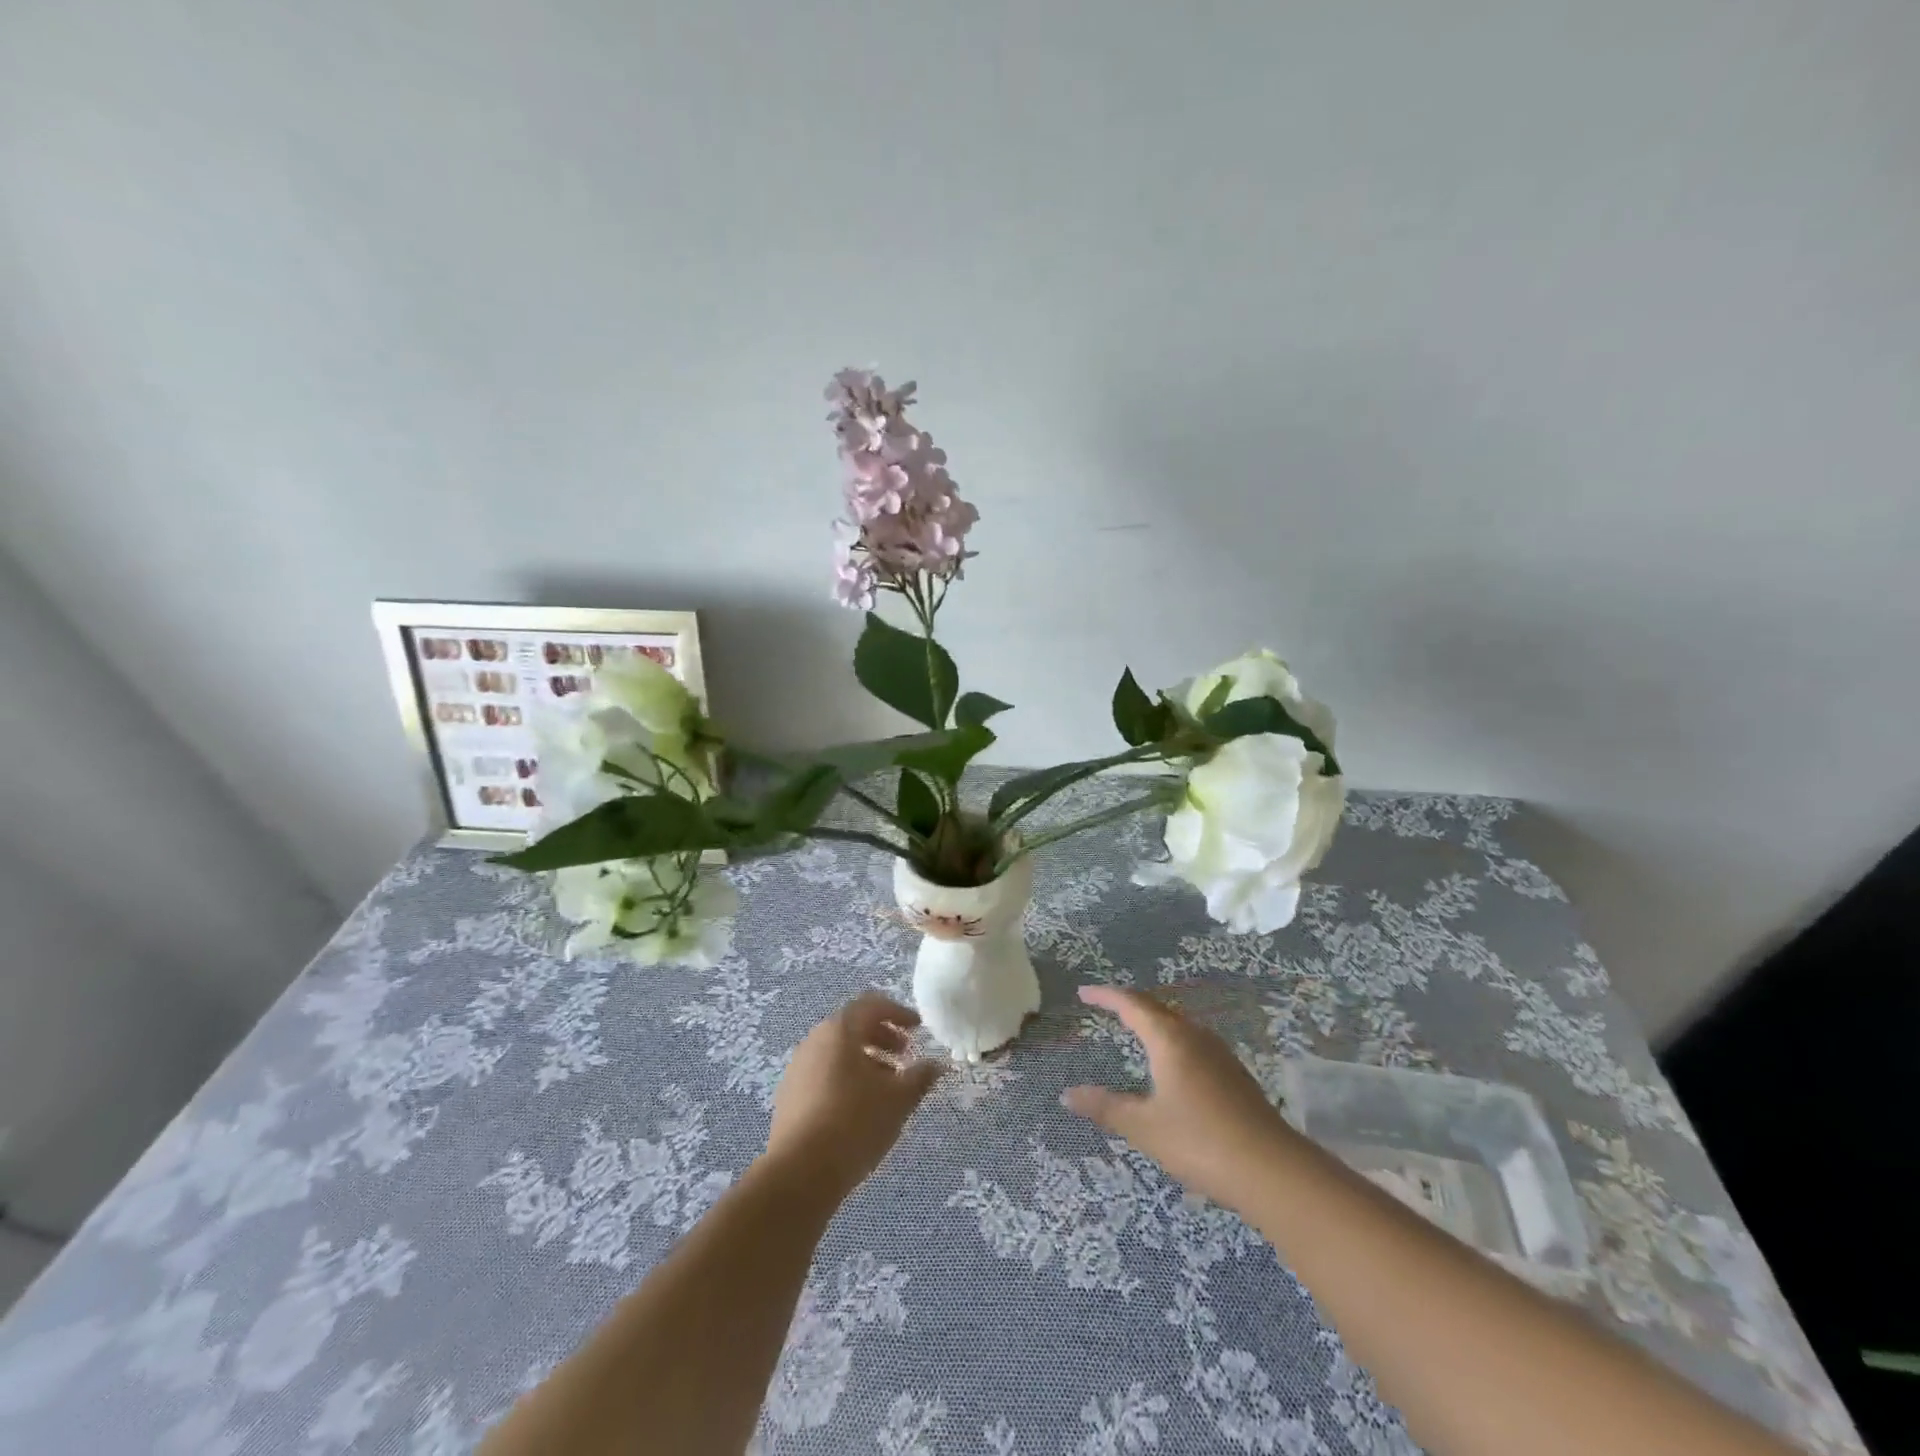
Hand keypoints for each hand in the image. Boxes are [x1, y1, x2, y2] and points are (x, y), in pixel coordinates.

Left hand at [766, 993, 946, 1194]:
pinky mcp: (789, 1094)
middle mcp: (815, 1039)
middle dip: (882, 1037)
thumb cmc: (854, 1123)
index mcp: (840, 1030)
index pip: (872, 1005)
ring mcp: (798, 1067)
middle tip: (905, 1056)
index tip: (918, 1028)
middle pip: (853, 1026)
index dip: (898, 1012)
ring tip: (886, 1087)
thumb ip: (920, 1077)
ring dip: (865, 1060)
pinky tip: (859, 1107)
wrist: (798, 1173)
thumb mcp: (898, 1100)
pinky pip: (823, 1072)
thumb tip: (936, 1065)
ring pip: (837, 1051)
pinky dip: (845, 1077)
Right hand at [1062, 984, 1299, 1210]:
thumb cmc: (1200, 1142)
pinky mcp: (1235, 1076)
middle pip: (1157, 1010)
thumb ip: (1105, 1107)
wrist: (1273, 1171)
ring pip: (1179, 1026)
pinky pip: (1193, 1044)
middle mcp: (1195, 1037)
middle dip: (1130, 1006)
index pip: (1132, 1004)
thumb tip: (1067, 1094)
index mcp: (1170, 1039)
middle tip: (1107, 1007)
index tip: (1084, 992)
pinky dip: (1172, 1042)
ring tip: (1135, 1030)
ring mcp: (1220, 1055)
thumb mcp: (1144, 1127)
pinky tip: (1172, 1065)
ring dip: (1154, 1023)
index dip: (1106, 996)